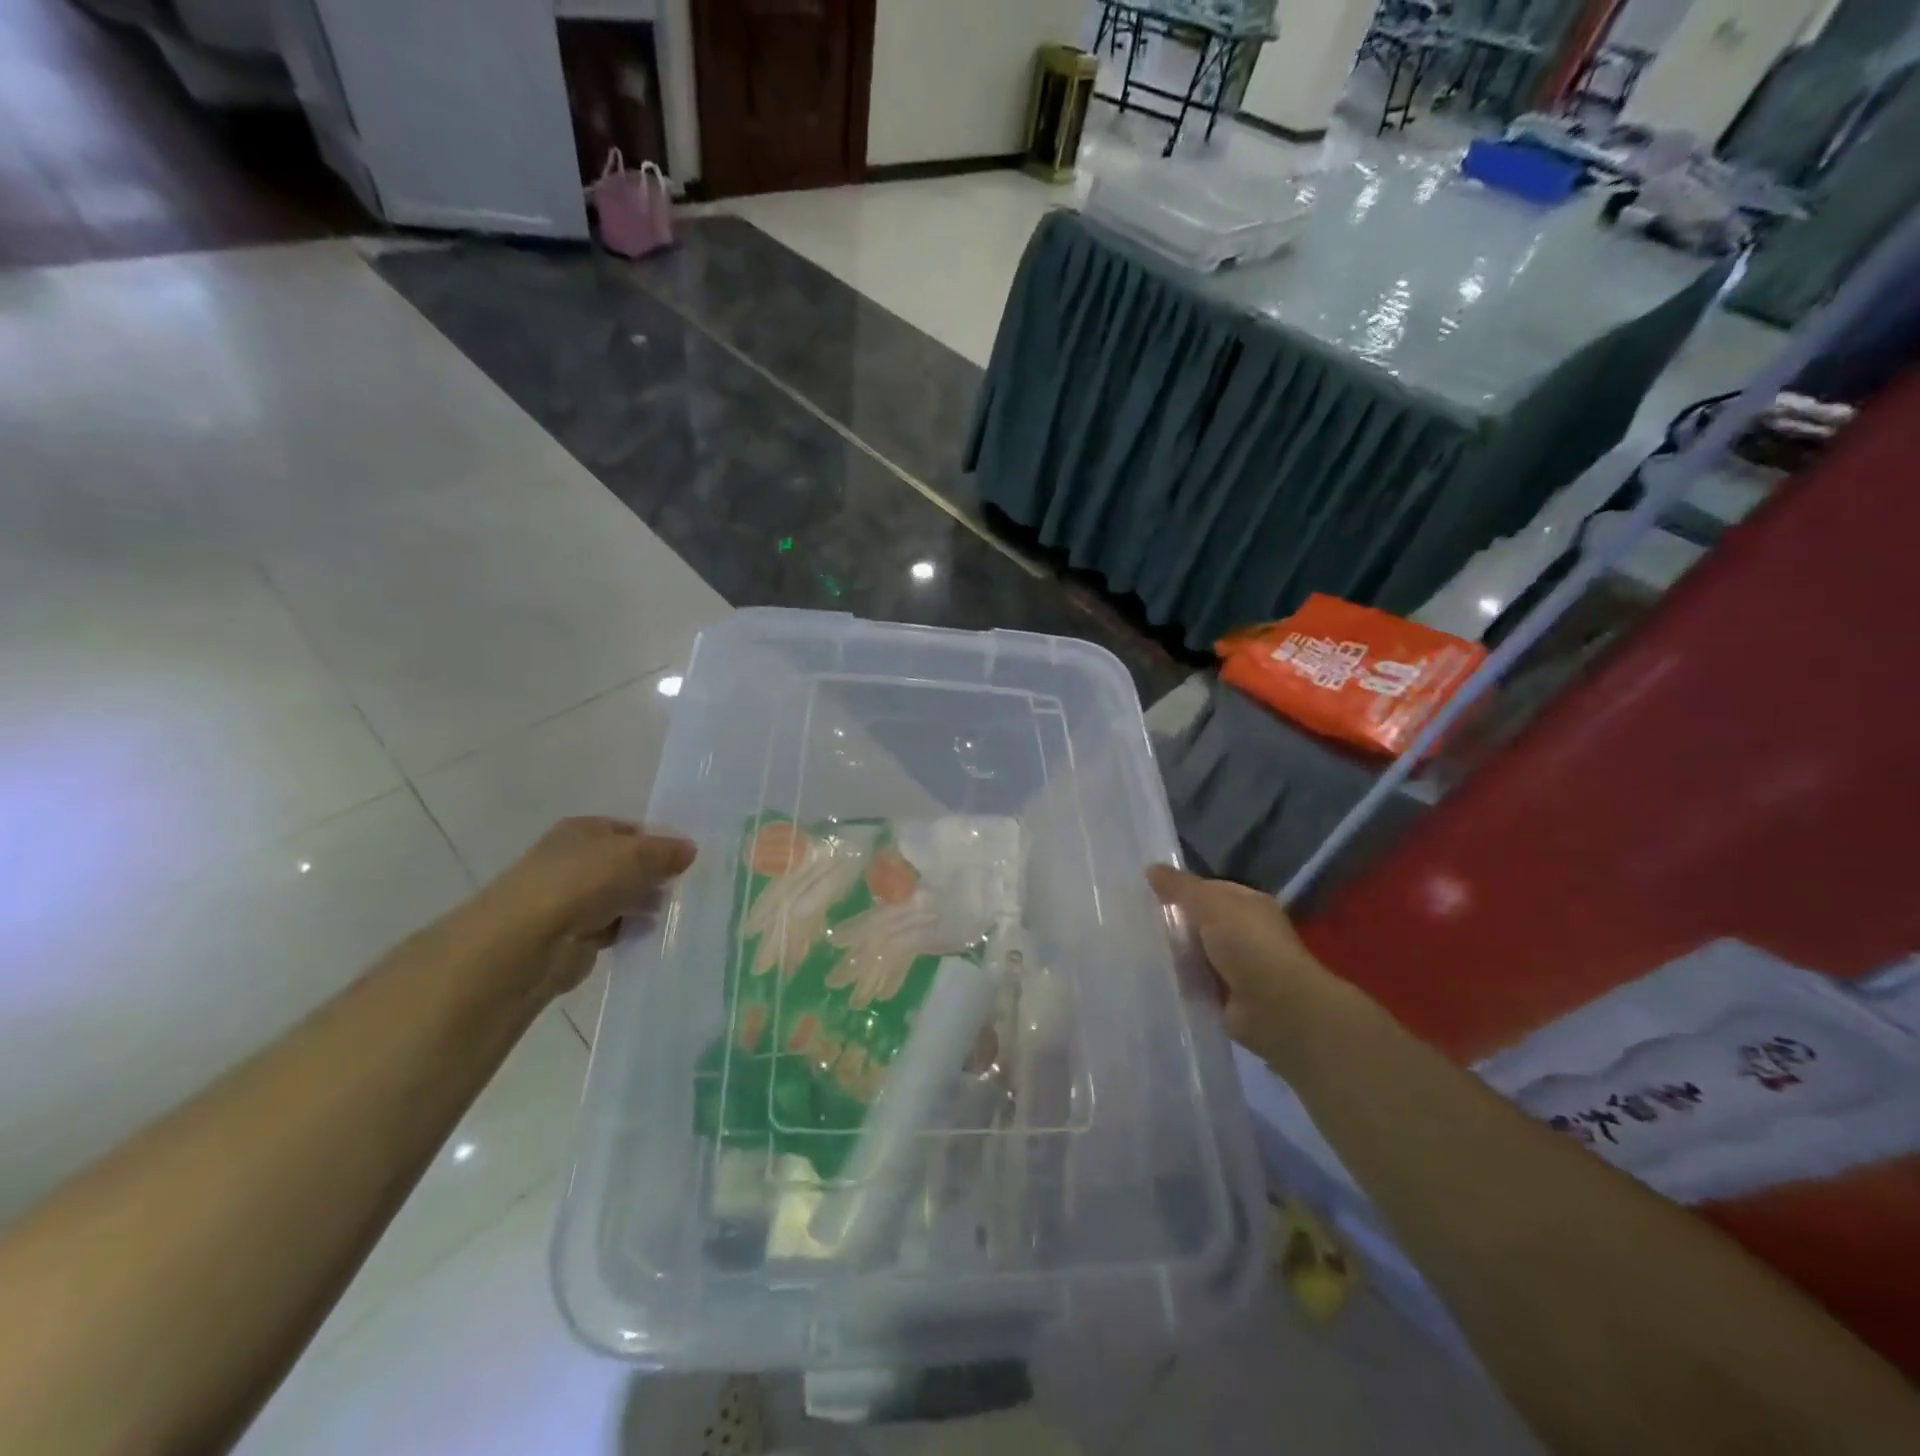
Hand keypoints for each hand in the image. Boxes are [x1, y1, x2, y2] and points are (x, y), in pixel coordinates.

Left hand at [481, 817, 696, 995]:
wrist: (528, 942)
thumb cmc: (583, 882)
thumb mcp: (636, 855)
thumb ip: (666, 851)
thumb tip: (690, 849)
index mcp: (583, 830)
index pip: (630, 830)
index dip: (658, 842)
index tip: (685, 860)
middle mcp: (573, 859)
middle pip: (624, 865)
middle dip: (652, 876)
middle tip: (682, 887)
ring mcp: (569, 899)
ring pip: (618, 897)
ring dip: (641, 905)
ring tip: (670, 913)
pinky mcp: (570, 936)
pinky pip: (610, 928)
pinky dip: (626, 931)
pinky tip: (647, 935)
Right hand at [1148, 865, 1333, 1068]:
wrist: (1275, 1008)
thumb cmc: (1248, 944)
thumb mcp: (1210, 903)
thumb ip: (1180, 887)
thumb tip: (1151, 868)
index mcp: (1249, 905)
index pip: (1210, 890)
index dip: (1182, 890)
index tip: (1148, 893)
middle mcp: (1246, 933)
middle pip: (1200, 923)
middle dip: (1174, 924)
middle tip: (1137, 922)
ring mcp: (1237, 967)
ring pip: (1195, 953)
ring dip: (1175, 955)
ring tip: (1138, 950)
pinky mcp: (1226, 998)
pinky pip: (1195, 983)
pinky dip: (1180, 982)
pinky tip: (1156, 977)